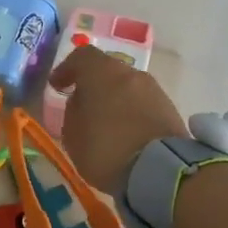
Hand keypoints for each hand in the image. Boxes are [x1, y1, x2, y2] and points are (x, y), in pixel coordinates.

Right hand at [48, 45, 186, 191]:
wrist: (160, 171)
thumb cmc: (106, 149)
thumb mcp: (73, 135)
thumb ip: (73, 111)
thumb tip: (81, 101)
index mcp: (101, 72)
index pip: (82, 56)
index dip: (67, 69)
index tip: (58, 86)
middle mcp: (129, 73)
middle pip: (107, 70)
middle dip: (93, 85)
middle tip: (83, 105)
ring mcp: (153, 89)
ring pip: (127, 86)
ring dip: (115, 99)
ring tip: (106, 123)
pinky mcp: (170, 108)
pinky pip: (143, 103)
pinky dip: (132, 112)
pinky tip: (126, 132)